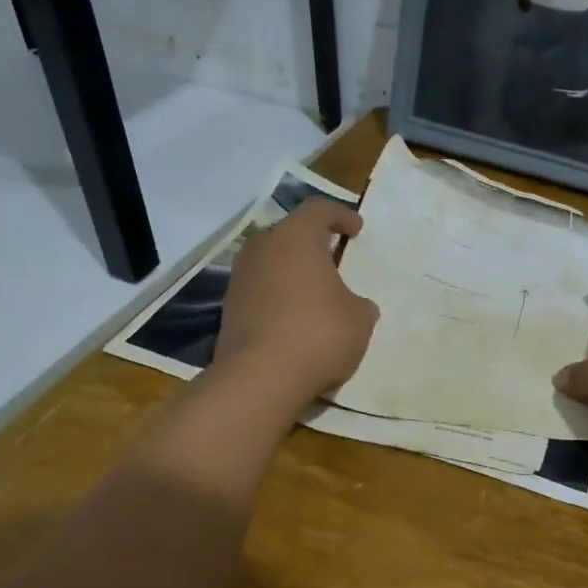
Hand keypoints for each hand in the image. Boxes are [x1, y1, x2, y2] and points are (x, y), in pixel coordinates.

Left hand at [216, 198, 379, 407]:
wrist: (260, 378)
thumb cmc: (319, 334)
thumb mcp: (359, 319)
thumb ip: (359, 304)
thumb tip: (354, 305)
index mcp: (296, 238)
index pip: (318, 209)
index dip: (341, 215)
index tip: (356, 229)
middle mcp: (262, 249)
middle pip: (290, 235)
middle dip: (313, 245)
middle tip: (335, 261)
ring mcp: (240, 279)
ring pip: (272, 264)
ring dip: (293, 274)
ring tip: (315, 296)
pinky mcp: (229, 309)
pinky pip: (260, 292)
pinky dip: (278, 299)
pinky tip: (294, 322)